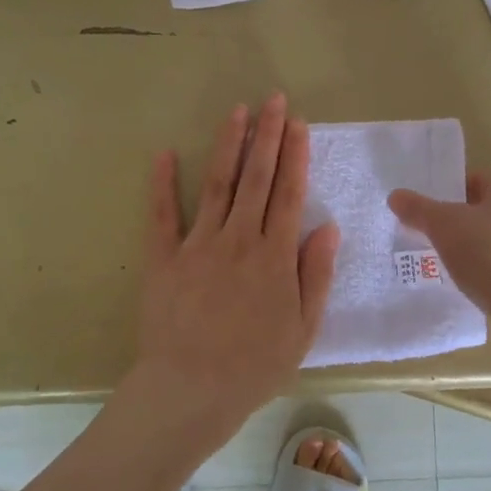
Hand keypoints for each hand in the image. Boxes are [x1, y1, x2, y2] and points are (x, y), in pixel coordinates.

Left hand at [122, 94, 340, 443]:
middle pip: (256, 178)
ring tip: (238, 110)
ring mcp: (198, 245)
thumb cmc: (254, 365)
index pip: (288, 194)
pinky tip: (165, 153)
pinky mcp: (163, 258)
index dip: (295, 155)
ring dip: (228, 144)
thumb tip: (328, 226)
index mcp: (275, 256)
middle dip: (267, 135)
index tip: (298, 124)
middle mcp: (238, 239)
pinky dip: (162, 183)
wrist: (191, 391)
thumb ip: (316, 275)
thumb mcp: (303, 329)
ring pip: (218, 184)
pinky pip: (162, 214)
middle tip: (274, 99)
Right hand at [388, 170, 490, 355]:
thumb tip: (396, 195)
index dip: (444, 196)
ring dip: (474, 250)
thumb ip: (418, 209)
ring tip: (447, 267)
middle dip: (457, 225)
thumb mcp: (444, 227)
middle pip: (484, 210)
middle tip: (429, 241)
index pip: (472, 180)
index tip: (424, 217)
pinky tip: (473, 287)